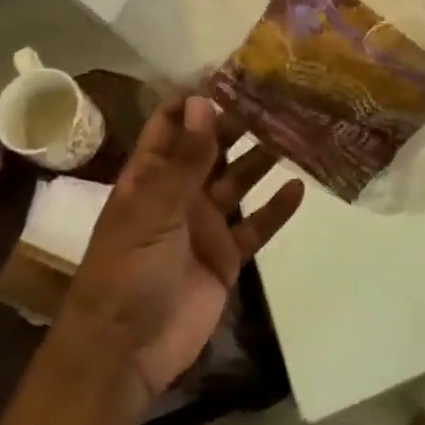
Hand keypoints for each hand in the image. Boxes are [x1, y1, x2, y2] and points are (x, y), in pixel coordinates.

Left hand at [59, 96, 305, 396]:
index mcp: (151, 175)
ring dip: (262, 158)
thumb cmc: (126, 271)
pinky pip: (256, 225)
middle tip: (279, 94)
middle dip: (240, 121)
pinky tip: (299, 187)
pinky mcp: (225, 255)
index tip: (233, 71)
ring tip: (296, 129)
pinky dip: (276, 209)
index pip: (172, 123)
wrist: (125, 352)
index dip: (198, 97)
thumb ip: (185, 159)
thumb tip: (203, 101)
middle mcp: (179, 192)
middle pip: (213, 146)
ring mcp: (204, 223)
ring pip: (239, 180)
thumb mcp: (153, 209)